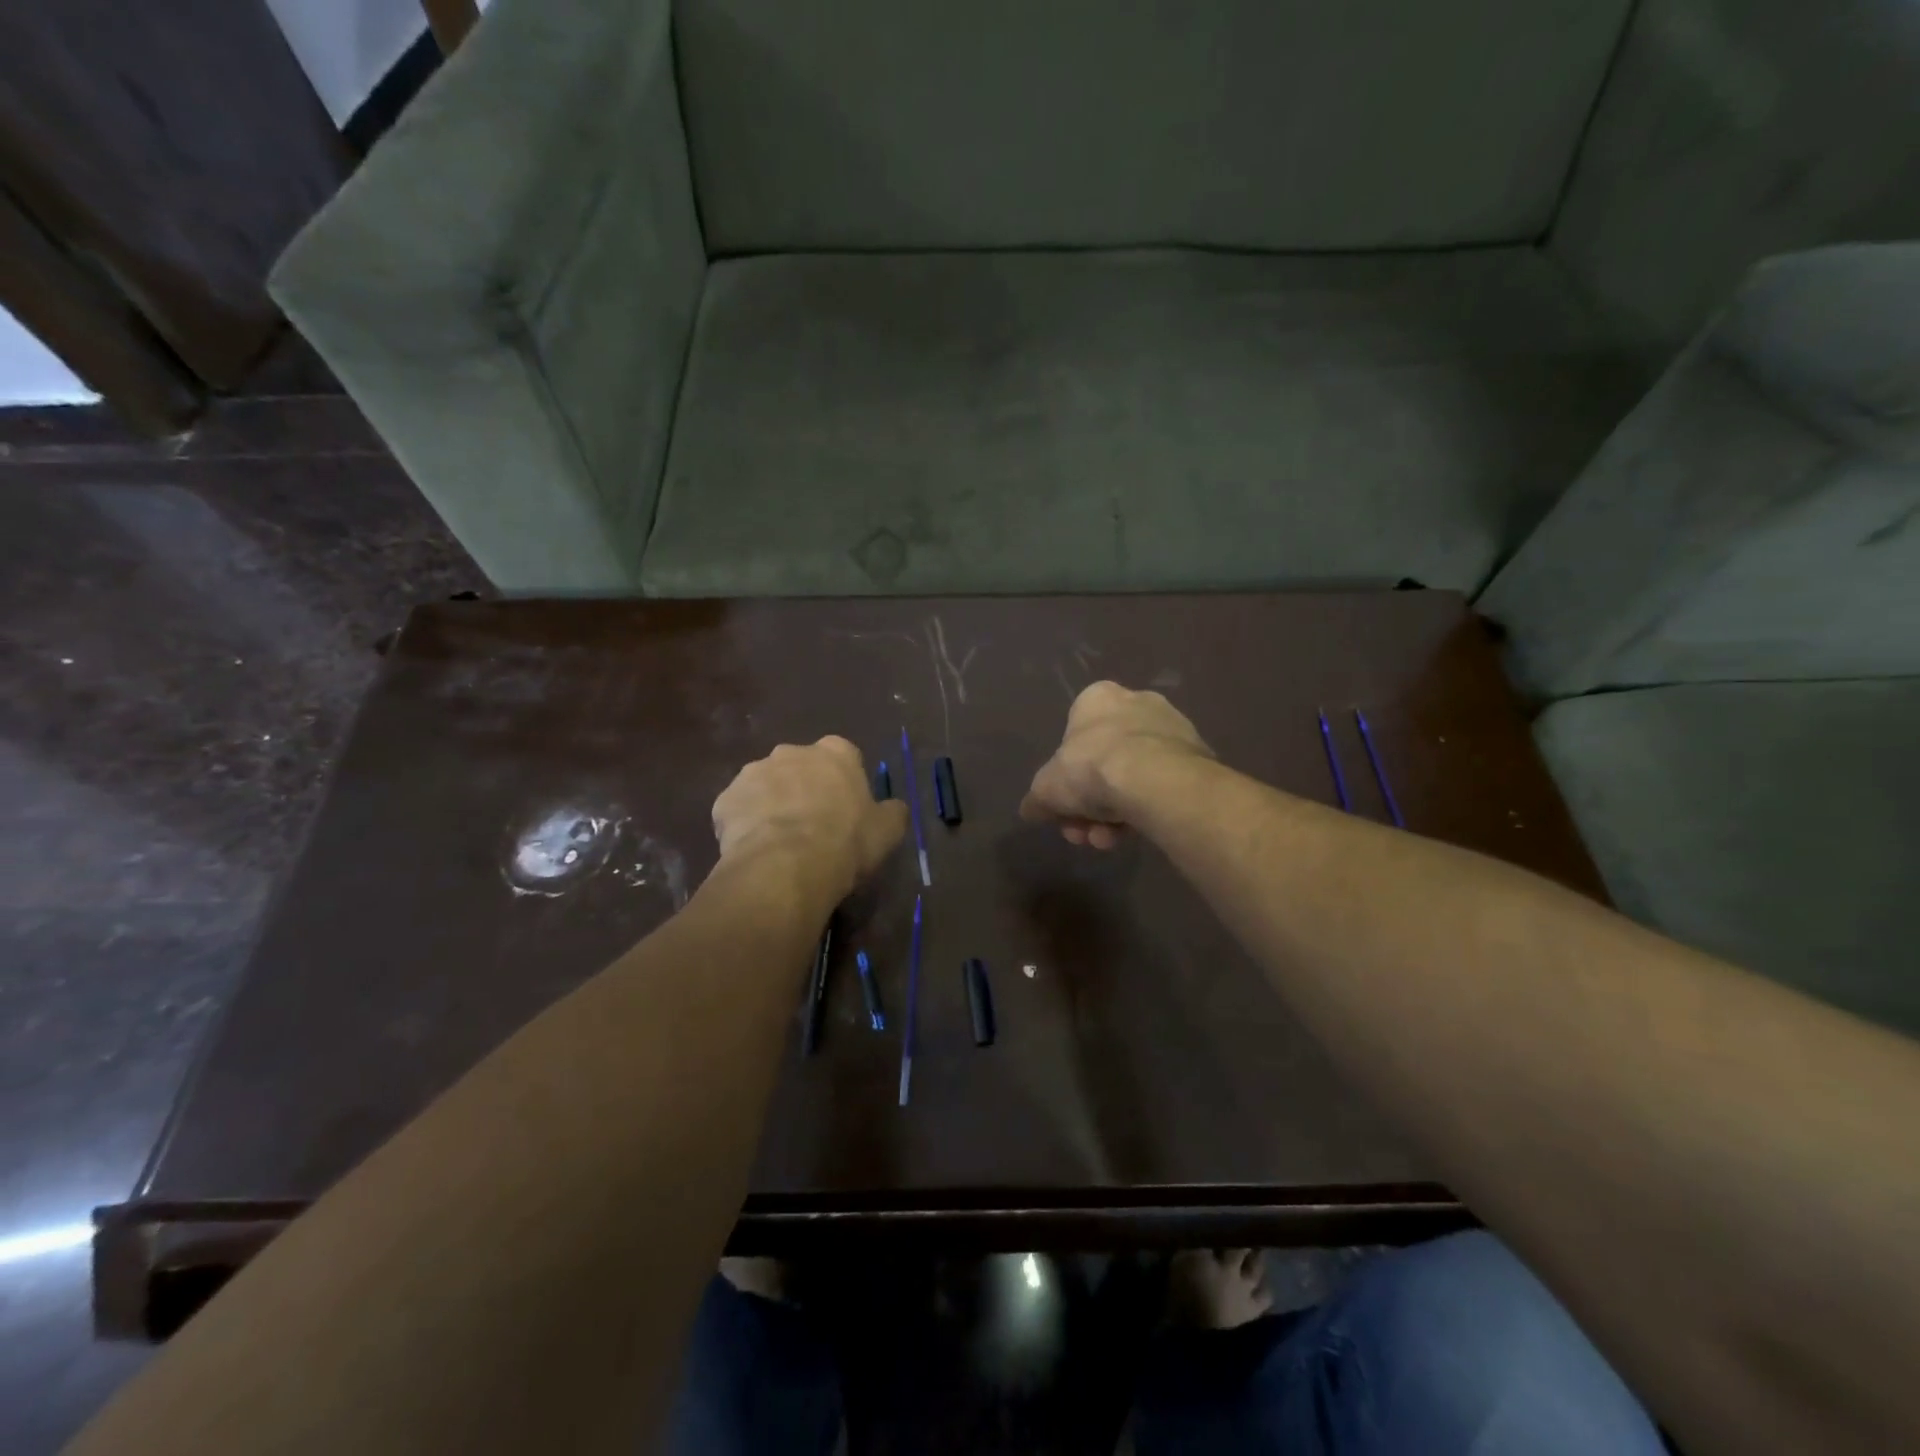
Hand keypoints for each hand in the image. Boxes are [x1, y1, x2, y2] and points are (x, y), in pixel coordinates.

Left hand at [713, 737, 908, 899]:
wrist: (786, 866)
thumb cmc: (845, 842)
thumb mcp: (887, 831)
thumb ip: (892, 812)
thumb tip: (893, 807)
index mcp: (835, 752)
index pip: (843, 757)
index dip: (843, 783)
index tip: (844, 810)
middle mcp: (792, 752)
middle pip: (800, 767)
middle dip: (803, 788)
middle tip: (811, 826)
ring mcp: (753, 772)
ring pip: (765, 786)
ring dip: (772, 805)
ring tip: (780, 843)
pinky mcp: (725, 799)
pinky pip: (738, 810)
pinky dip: (744, 825)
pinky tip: (755, 851)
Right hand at [1020, 682, 1213, 848]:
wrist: (1156, 779)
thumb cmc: (1091, 767)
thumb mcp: (1046, 789)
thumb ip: (1037, 799)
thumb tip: (1029, 810)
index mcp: (1098, 698)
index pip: (1075, 735)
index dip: (1066, 775)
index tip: (1064, 804)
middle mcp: (1137, 703)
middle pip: (1104, 761)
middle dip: (1090, 803)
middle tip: (1084, 832)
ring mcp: (1172, 729)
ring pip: (1133, 778)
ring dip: (1115, 814)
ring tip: (1109, 840)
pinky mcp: (1197, 757)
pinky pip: (1161, 786)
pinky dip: (1145, 809)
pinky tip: (1136, 834)